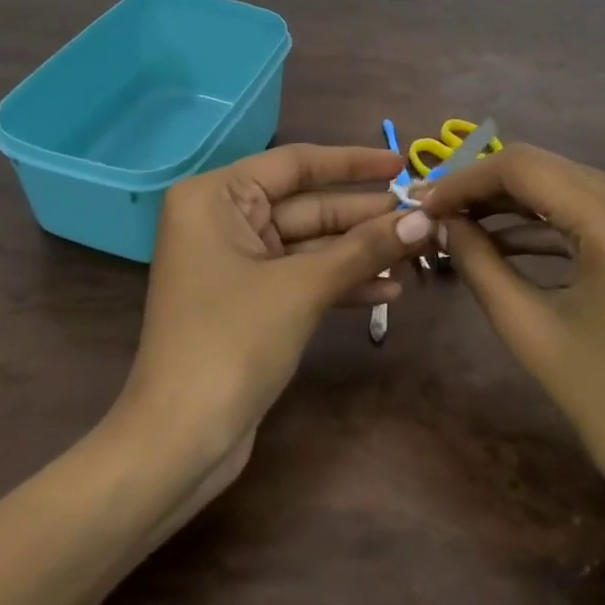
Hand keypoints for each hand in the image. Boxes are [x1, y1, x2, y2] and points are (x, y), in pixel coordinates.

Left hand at [121, 144, 436, 464]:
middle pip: (307, 205)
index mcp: (216, 197)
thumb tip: (425, 218)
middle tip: (423, 217)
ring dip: (361, 253)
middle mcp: (222, 220)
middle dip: (365, 216)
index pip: (296, 163)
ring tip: (418, 253)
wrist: (179, 441)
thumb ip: (364, 248)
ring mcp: (236, 263)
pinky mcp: (250, 301)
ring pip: (310, 244)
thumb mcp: (303, 287)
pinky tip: (389, 291)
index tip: (401, 163)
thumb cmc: (232, 341)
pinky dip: (341, 283)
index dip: (353, 163)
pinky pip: (303, 277)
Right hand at [418, 146, 604, 518]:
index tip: (423, 203)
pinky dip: (548, 221)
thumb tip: (437, 221)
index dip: (465, 180)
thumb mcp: (529, 328)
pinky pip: (592, 209)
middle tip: (434, 213)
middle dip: (485, 190)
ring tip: (458, 225)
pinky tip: (502, 238)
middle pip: (547, 170)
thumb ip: (477, 262)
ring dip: (513, 204)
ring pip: (566, 185)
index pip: (525, 167)